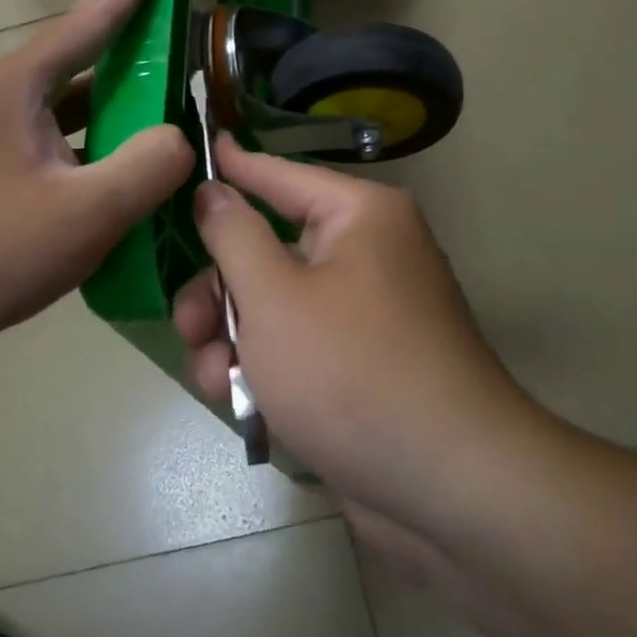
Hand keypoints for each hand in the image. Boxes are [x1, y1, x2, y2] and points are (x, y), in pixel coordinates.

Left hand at [0, 0, 194, 361]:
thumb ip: (148, 166)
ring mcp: (0, 136)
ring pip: (75, 105)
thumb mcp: (85, 210)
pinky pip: (65, 140)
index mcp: (20, 86)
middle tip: (183, 32)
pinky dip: (101, 142)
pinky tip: (130, 164)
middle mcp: (6, 98)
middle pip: (83, 58)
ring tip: (171, 100)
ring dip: (120, 101)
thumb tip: (182, 139)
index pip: (88, 20)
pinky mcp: (1, 171)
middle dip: (133, 43)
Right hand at [172, 137, 533, 528]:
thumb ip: (233, 236)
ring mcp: (365, 312)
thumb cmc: (351, 373)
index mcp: (359, 216)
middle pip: (268, 248)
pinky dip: (264, 367)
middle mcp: (367, 253)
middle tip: (189, 326)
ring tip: (212, 378)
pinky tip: (237, 400)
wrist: (447, 490)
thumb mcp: (274, 298)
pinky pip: (297, 345)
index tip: (196, 145)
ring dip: (232, 337)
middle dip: (219, 291)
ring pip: (274, 304)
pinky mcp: (361, 364)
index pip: (279, 175)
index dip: (231, 166)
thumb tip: (214, 190)